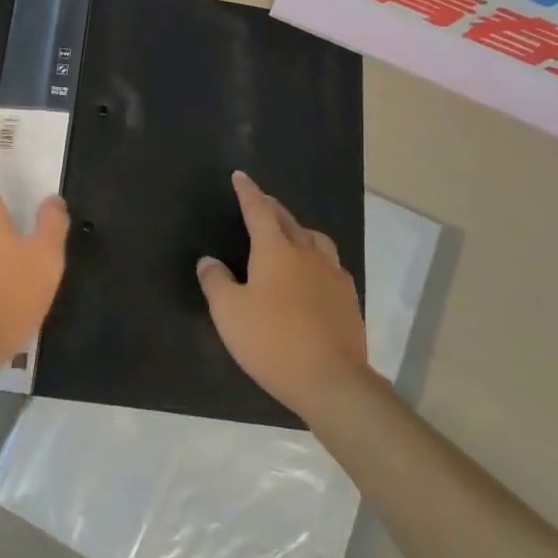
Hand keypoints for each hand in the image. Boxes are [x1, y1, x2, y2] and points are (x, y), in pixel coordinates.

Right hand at [197, 171, 370, 421]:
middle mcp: (307, 254)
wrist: (332, 381)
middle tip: (262, 202)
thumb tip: (208, 261)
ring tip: (291, 235)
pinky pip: (331, 265)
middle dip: (272, 208)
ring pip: (316, 240)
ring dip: (300, 230)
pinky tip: (312, 275)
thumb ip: (216, 282)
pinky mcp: (348, 300)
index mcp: (276, 251)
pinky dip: (316, 258)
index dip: (248, 192)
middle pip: (289, 221)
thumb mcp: (229, 313)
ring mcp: (333, 276)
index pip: (259, 211)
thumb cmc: (273, 341)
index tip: (241, 176)